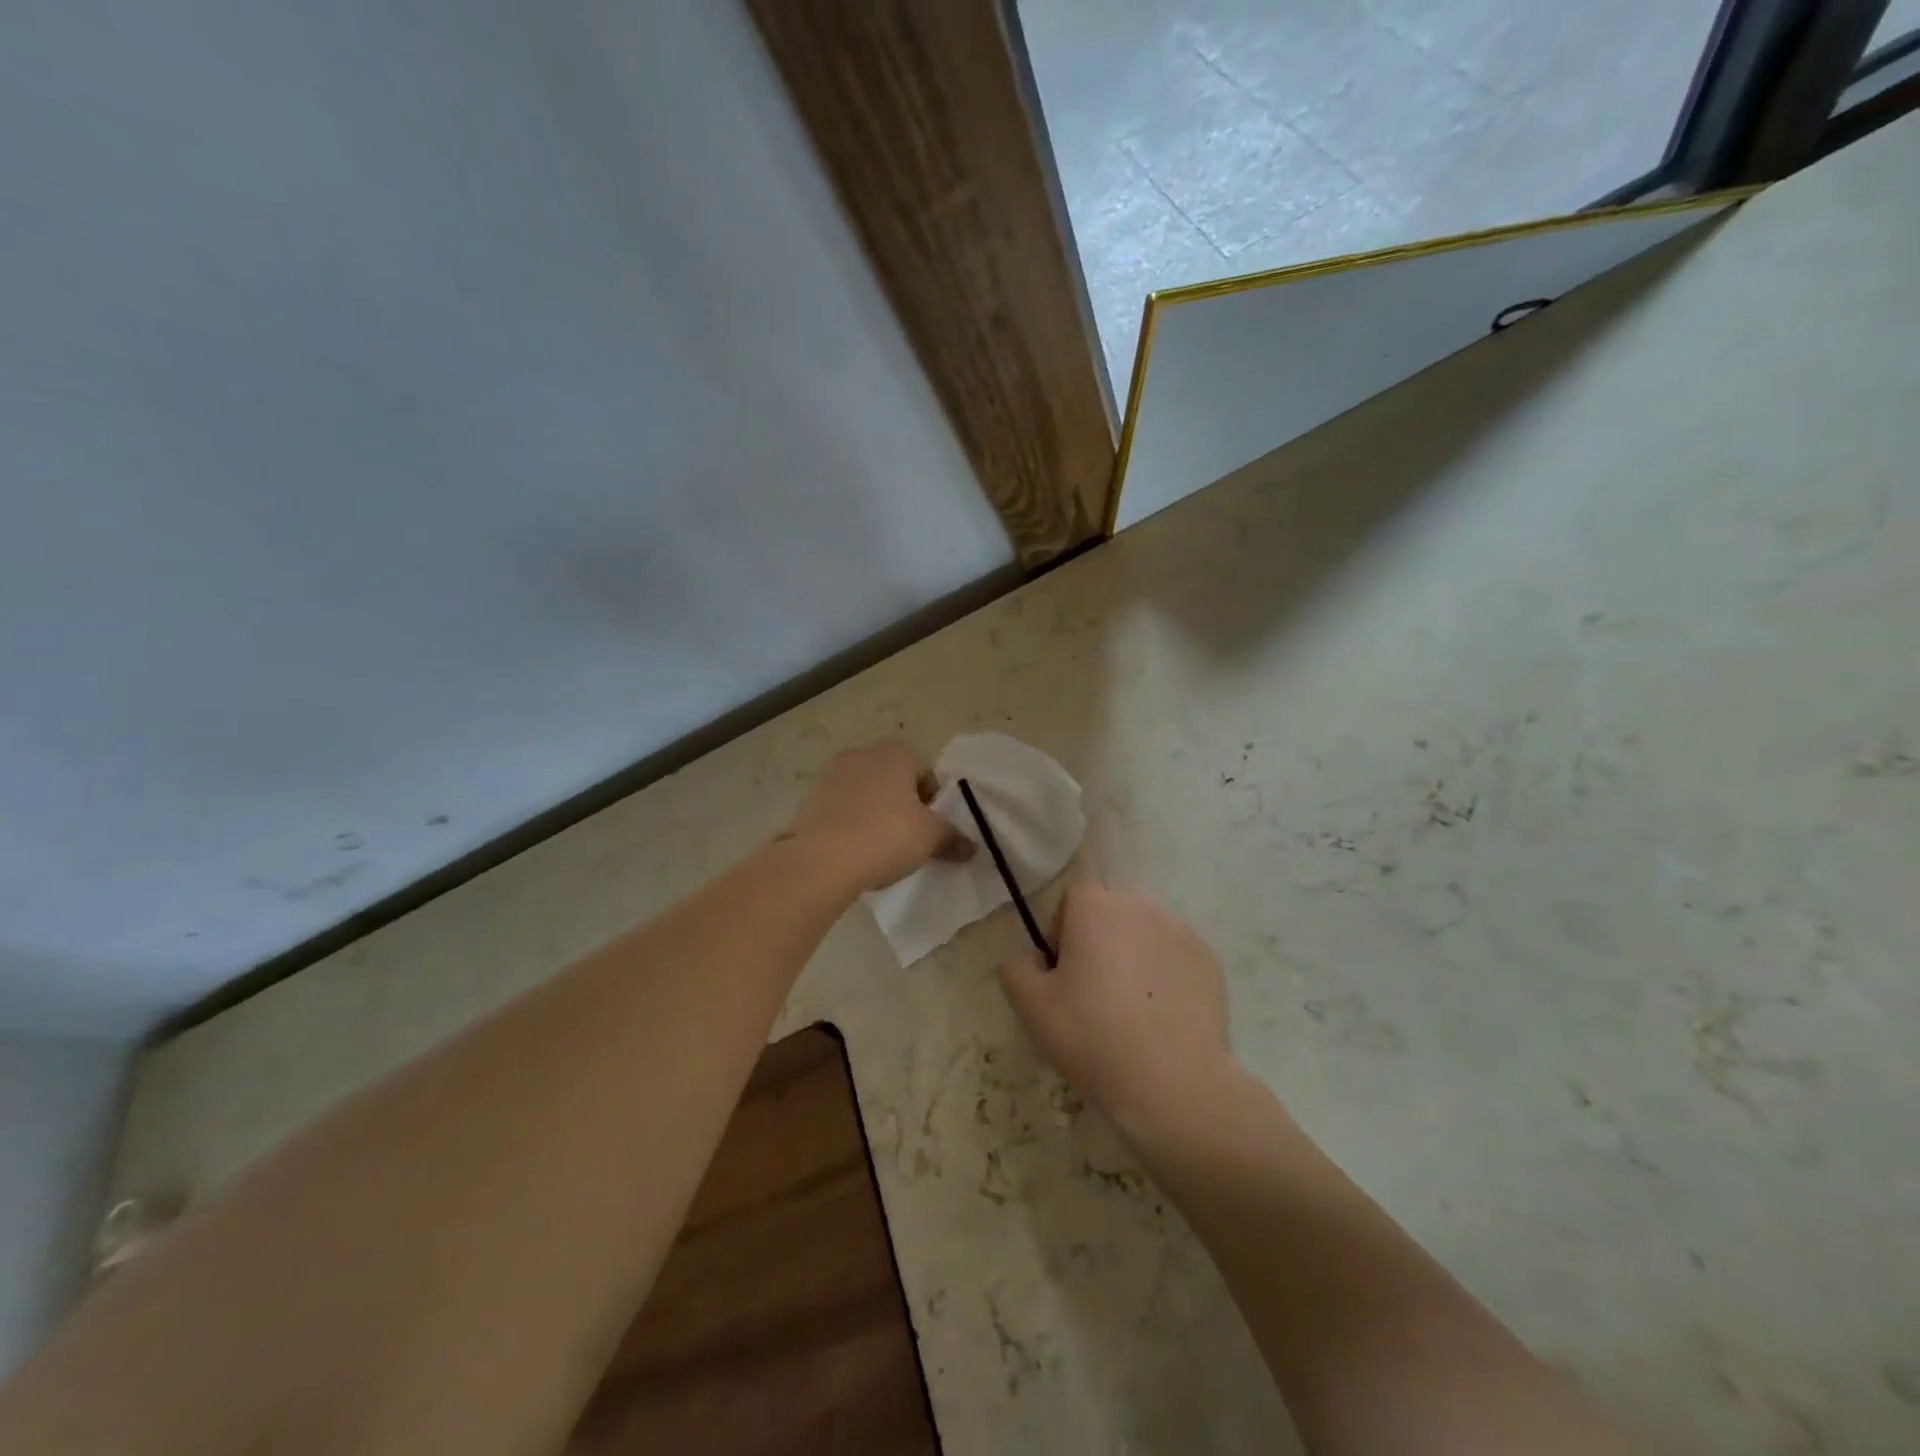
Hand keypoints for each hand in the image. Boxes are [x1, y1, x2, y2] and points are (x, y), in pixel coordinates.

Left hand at [782, 741, 971, 891]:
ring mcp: (830, 775)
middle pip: (892, 780)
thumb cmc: (886, 835)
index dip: (932, 802)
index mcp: (895, 752)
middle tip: (908, 838)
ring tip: (878, 848)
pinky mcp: (808, 799)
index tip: (931, 829)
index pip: (924, 773)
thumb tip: (972, 848)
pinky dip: (849, 825)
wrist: (822, 859)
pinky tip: (853, 851)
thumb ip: (953, 838)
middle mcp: (861, 754)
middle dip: (901, 805)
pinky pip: (839, 810)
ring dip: (873, 814)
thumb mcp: (931, 838)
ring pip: (864, 794)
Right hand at [1000, 882, 1241, 1147]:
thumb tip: (1033, 958)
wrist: (1174, 1085)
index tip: (1062, 975)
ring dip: (1132, 955)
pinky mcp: (1210, 962)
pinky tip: (1160, 1018)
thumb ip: (1017, 967)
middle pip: (1109, 912)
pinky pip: (1174, 957)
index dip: (1061, 933)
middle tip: (1092, 993)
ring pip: (1144, 933)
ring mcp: (1182, 932)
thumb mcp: (1030, 1006)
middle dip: (1098, 941)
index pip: (1071, 900)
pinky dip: (1164, 976)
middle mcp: (1141, 906)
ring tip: (1130, 1008)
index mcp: (1096, 907)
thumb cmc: (1093, 1037)